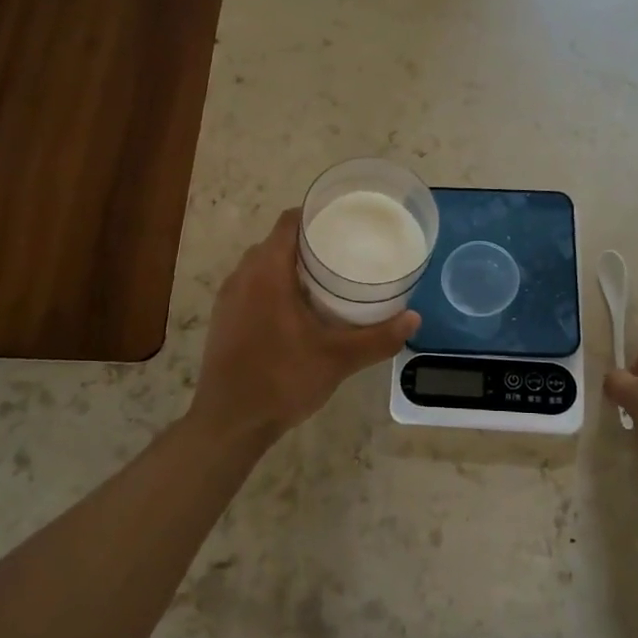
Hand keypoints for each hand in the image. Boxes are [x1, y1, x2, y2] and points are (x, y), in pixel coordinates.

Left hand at [189, 209, 418, 443]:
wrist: (229, 423)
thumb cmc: (282, 380)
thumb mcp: (338, 359)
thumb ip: (378, 337)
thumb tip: (414, 318)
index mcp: (266, 272)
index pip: (288, 222)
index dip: (315, 215)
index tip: (343, 221)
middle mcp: (242, 276)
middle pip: (276, 241)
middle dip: (308, 241)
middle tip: (344, 251)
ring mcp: (228, 298)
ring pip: (261, 265)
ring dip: (289, 265)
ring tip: (325, 278)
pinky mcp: (223, 318)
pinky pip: (251, 285)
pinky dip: (273, 285)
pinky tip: (297, 308)